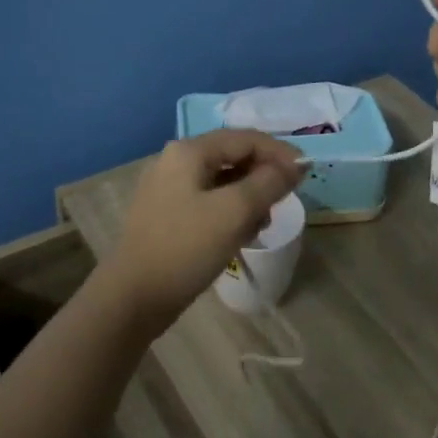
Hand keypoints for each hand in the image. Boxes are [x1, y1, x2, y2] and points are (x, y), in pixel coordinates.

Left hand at [96, 129, 304, 334]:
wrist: (132, 298)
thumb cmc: (185, 248)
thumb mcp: (235, 212)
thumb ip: (269, 182)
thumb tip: (297, 165)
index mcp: (189, 151)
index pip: (246, 138)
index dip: (280, 153)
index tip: (306, 176)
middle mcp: (176, 161)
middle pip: (234, 157)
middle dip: (264, 177)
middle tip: (284, 203)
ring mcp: (168, 188)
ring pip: (223, 181)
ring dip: (249, 197)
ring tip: (263, 224)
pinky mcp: (166, 214)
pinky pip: (209, 201)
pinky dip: (230, 212)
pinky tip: (241, 235)